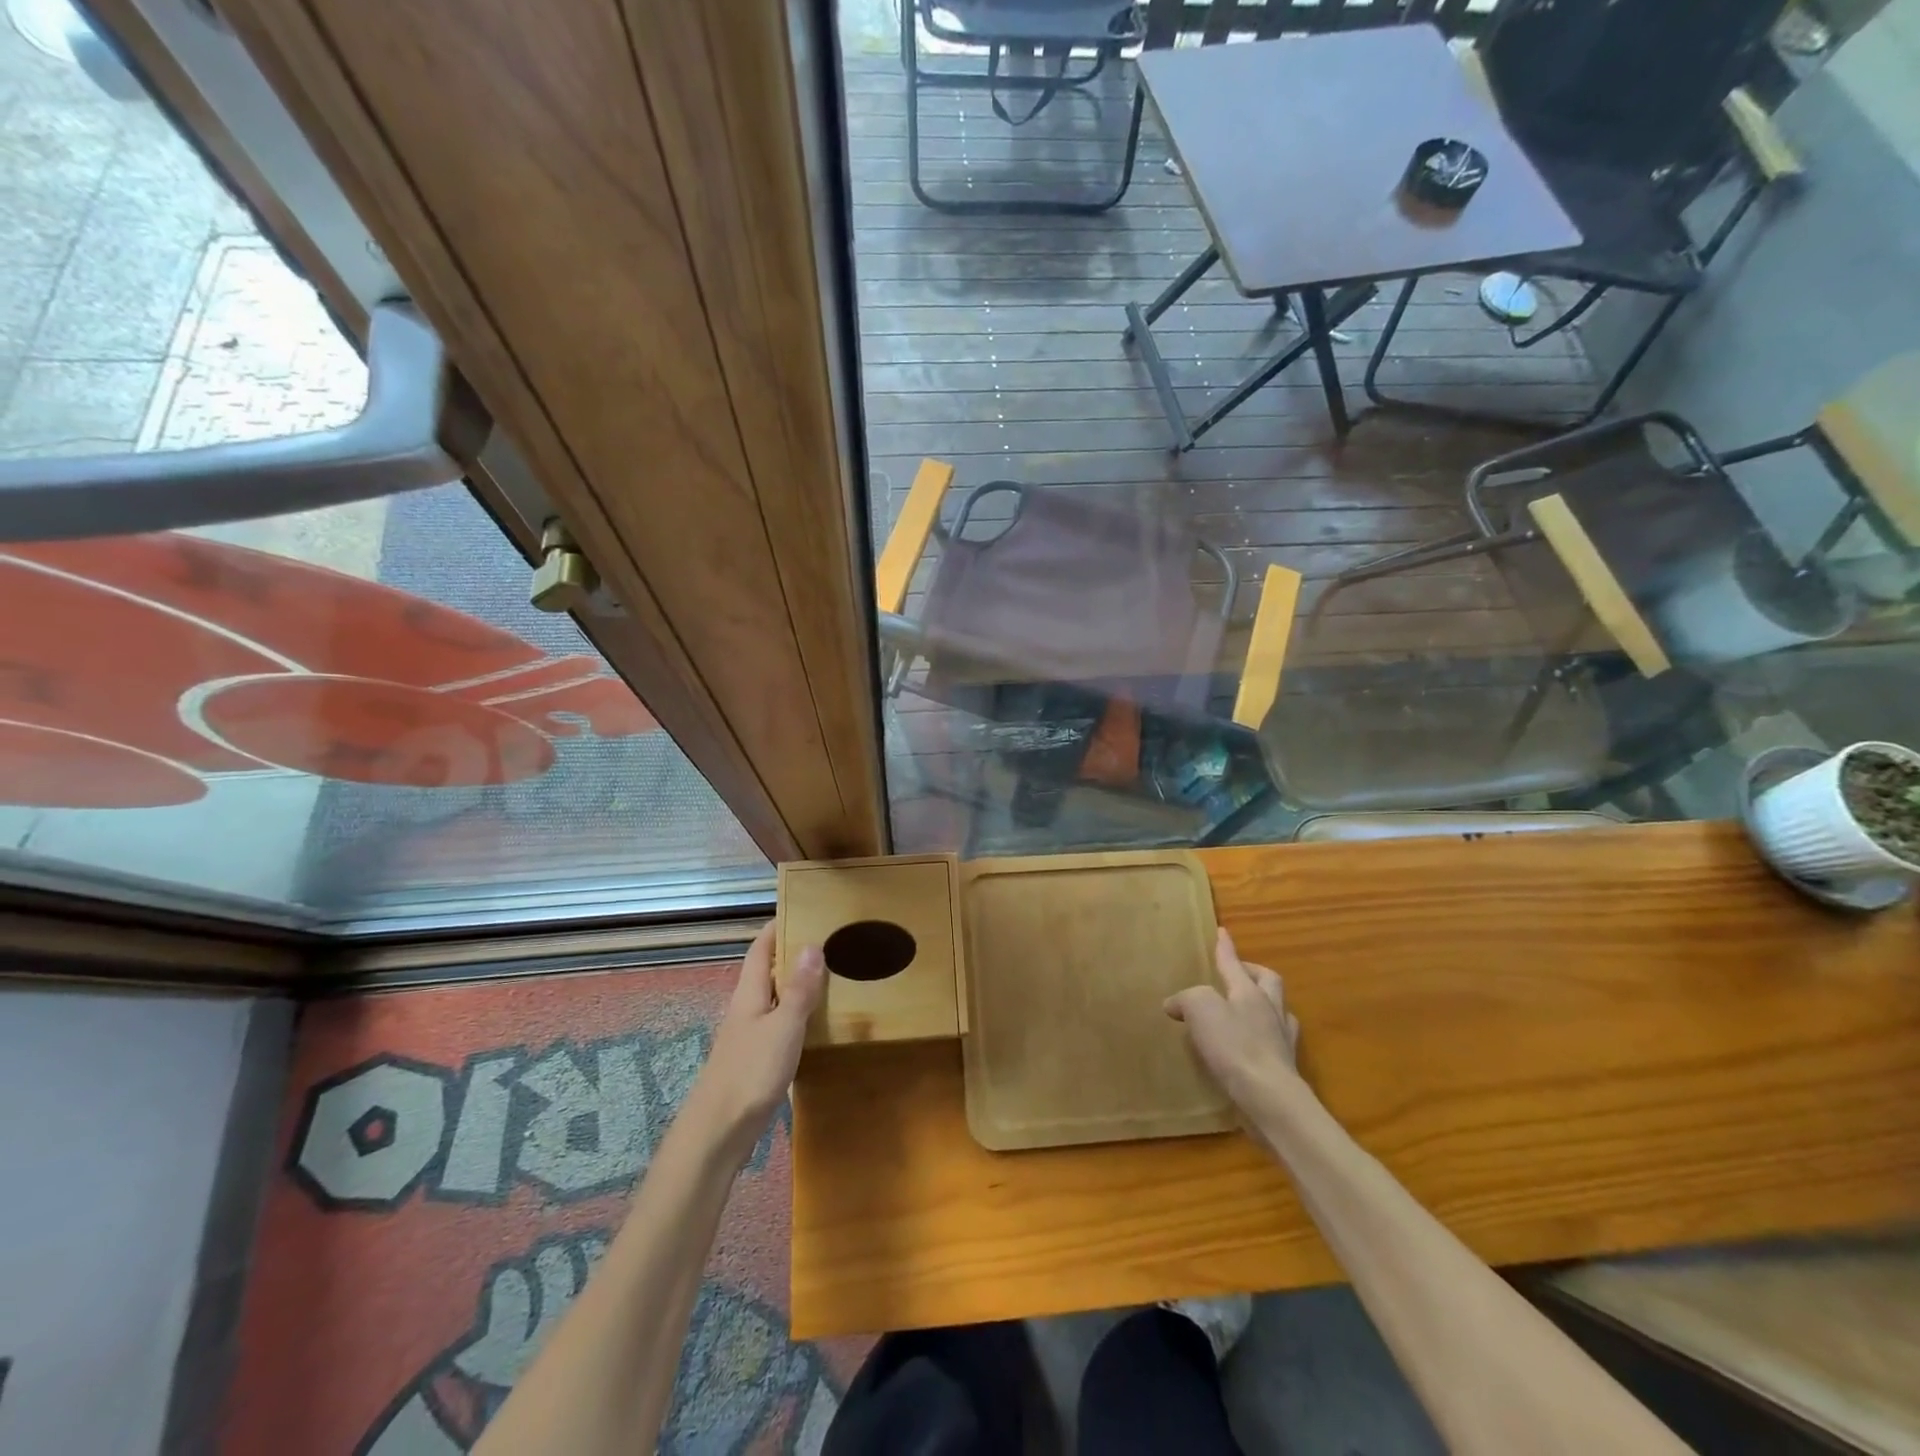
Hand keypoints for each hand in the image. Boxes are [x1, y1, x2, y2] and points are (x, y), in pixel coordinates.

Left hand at [684, 921, 824, 1160]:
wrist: (717, 1134)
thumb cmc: (750, 1073)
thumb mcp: (783, 1027)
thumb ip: (798, 989)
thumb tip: (812, 943)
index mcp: (749, 994)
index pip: (760, 949)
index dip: (777, 927)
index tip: (803, 909)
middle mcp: (746, 1009)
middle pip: (767, 971)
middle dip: (792, 953)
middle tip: (830, 942)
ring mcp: (748, 1036)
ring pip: (774, 998)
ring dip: (797, 985)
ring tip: (832, 977)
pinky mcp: (754, 1060)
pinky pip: (779, 1024)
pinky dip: (797, 1014)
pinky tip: (817, 1024)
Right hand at [1164, 928, 1302, 1119]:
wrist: (1270, 1099)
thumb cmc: (1235, 1047)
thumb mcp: (1200, 1010)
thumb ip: (1187, 999)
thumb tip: (1174, 1004)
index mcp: (1249, 992)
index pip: (1234, 963)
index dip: (1225, 947)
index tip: (1222, 931)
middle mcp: (1270, 1010)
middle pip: (1269, 981)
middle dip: (1253, 972)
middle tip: (1239, 972)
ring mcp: (1282, 1040)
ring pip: (1279, 1011)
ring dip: (1264, 1004)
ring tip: (1247, 1009)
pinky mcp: (1284, 1068)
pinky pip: (1276, 1041)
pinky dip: (1264, 1036)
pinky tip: (1251, 1045)